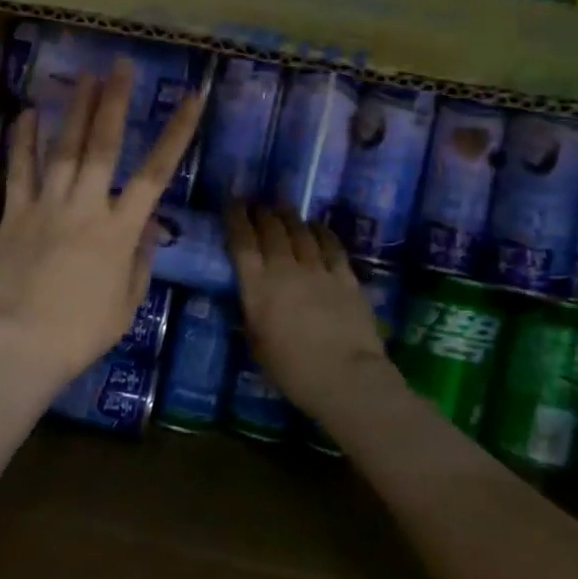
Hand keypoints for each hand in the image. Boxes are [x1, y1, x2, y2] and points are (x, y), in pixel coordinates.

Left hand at [0, 60, 203, 397]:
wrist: (20, 344)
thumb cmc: (81, 332)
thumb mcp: (126, 304)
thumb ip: (139, 260)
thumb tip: (149, 226)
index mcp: (120, 230)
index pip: (155, 172)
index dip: (176, 132)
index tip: (192, 98)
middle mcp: (86, 207)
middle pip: (103, 145)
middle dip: (115, 102)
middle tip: (121, 65)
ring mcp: (47, 206)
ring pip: (64, 149)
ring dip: (75, 110)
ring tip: (85, 76)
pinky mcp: (15, 214)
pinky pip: (19, 171)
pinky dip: (24, 141)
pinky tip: (28, 112)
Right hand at [225, 205, 393, 424]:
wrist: (345, 377)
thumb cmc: (291, 369)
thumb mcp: (256, 343)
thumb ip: (251, 313)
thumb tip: (249, 297)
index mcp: (258, 286)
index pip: (242, 241)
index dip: (236, 217)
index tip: (232, 201)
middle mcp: (285, 268)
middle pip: (272, 229)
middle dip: (262, 212)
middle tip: (257, 203)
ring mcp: (319, 269)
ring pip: (301, 232)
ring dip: (289, 217)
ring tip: (283, 208)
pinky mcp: (346, 277)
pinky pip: (331, 245)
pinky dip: (321, 232)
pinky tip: (316, 226)